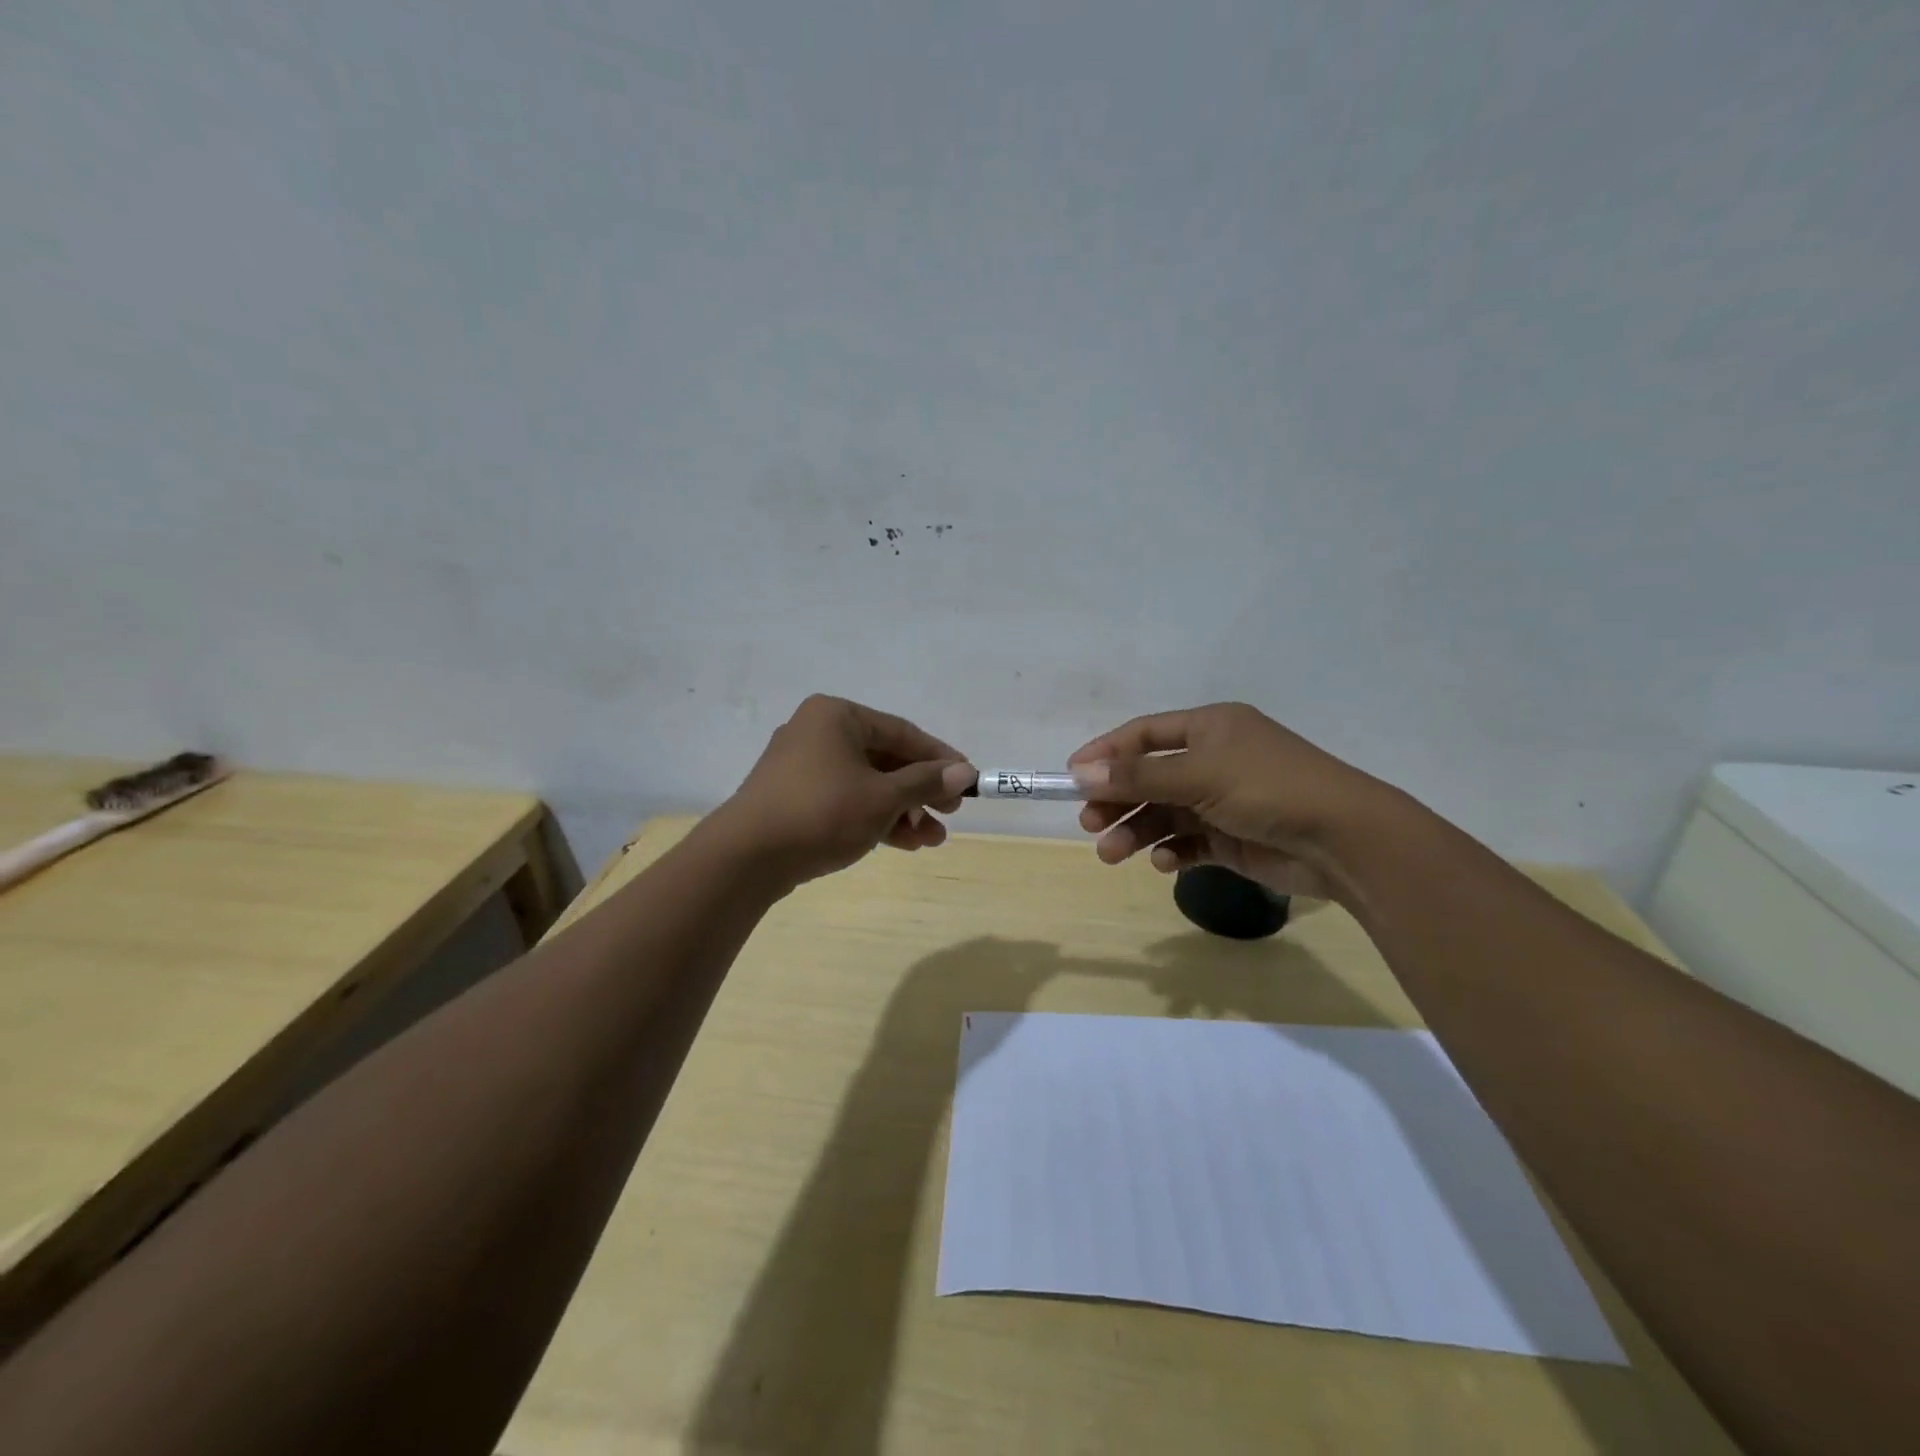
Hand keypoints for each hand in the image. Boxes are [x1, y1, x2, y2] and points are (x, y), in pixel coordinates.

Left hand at [712, 695, 974, 888]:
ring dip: (902, 811)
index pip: (902, 732)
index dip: (939, 758)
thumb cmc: (822, 812)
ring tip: (932, 840)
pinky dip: (874, 818)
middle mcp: (818, 732)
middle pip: (885, 759)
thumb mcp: (882, 797)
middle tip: (950, 815)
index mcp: (837, 716)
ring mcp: (803, 767)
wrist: (746, 857)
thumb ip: (925, 782)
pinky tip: (904, 842)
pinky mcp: (795, 798)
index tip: (968, 781)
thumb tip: (965, 772)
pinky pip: (846, 800)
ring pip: (867, 784)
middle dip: (920, 792)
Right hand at [1068, 703, 1391, 902]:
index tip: (1071, 776)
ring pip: (1165, 814)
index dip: (1106, 753)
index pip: (1145, 735)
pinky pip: (1189, 842)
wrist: (1345, 840)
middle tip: (1089, 823)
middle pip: (1150, 777)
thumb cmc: (1268, 788)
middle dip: (1118, 800)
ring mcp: (1223, 801)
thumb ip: (1138, 777)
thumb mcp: (1199, 775)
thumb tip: (1080, 773)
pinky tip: (1165, 863)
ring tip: (1111, 853)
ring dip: (1137, 831)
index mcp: (1210, 728)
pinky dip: (1172, 851)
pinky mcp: (1233, 838)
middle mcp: (1214, 760)